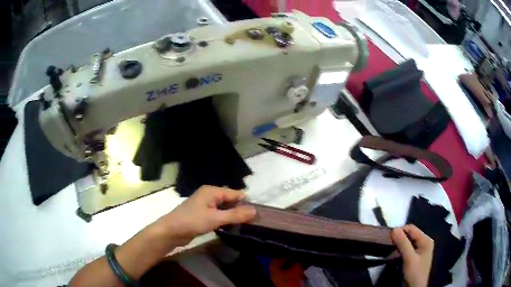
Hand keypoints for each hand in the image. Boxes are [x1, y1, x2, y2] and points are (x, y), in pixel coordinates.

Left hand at [155, 186, 256, 246]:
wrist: (171, 231)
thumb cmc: (192, 221)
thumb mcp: (215, 218)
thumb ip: (235, 215)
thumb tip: (255, 210)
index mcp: (212, 191)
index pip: (234, 193)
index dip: (246, 202)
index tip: (259, 213)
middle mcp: (209, 195)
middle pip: (229, 200)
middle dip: (240, 209)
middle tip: (254, 221)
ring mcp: (205, 205)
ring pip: (224, 209)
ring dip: (233, 215)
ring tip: (247, 225)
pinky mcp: (202, 215)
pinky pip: (218, 215)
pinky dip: (225, 220)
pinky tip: (232, 227)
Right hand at [391, 225, 433, 286]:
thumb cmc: (414, 273)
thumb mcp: (409, 259)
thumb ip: (403, 244)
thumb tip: (394, 229)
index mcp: (426, 240)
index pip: (412, 229)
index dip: (400, 230)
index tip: (388, 237)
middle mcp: (424, 242)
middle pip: (410, 234)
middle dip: (399, 238)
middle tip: (388, 243)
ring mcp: (420, 249)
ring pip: (408, 242)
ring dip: (399, 244)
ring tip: (390, 249)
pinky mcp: (415, 256)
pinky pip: (407, 248)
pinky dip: (400, 250)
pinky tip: (395, 254)